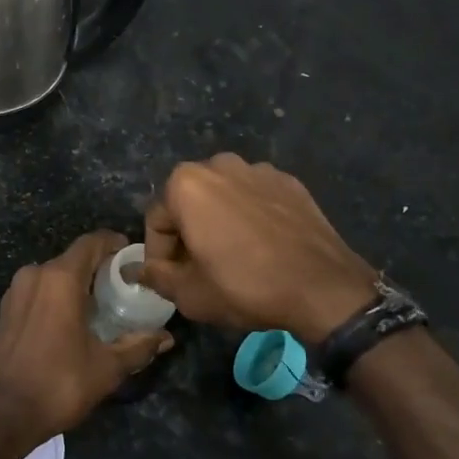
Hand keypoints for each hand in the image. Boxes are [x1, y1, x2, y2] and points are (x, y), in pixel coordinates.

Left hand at [0, 231, 173, 443]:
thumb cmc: (59, 384)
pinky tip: (72, 320)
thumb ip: (138, 346)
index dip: (114, 244)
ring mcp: (16, 291)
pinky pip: (38, 290)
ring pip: (54, 274)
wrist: (2, 413)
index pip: (91, 242)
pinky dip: (57, 296)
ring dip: (77, 282)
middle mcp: (35, 274)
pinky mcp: (6, 309)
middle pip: (73, 257)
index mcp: (60, 278)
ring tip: (101, 305)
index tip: (133, 257)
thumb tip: (166, 337)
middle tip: (124, 286)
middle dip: (99, 267)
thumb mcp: (107, 367)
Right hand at [139, 154, 378, 344]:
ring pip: (222, 197)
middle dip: (187, 233)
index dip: (159, 255)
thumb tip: (135, 270)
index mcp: (185, 184)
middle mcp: (218, 164)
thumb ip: (155, 276)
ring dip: (218, 221)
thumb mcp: (189, 293)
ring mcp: (258, 169)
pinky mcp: (289, 182)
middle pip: (188, 202)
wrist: (324, 288)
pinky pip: (255, 197)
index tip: (171, 279)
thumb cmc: (245, 287)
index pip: (156, 221)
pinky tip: (262, 247)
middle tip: (198, 269)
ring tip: (232, 256)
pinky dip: (250, 216)